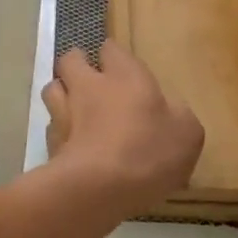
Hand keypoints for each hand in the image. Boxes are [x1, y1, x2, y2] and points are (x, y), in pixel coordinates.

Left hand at [40, 42, 203, 211]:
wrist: (97, 189)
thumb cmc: (148, 151)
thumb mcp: (187, 133)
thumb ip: (178, 116)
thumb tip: (170, 111)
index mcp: (125, 76)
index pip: (111, 49)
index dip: (113, 55)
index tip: (118, 65)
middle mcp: (89, 86)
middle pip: (71, 61)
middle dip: (78, 64)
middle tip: (90, 78)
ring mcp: (64, 114)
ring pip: (52, 89)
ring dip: (61, 93)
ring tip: (74, 107)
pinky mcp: (50, 145)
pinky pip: (51, 128)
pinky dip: (59, 131)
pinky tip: (72, 145)